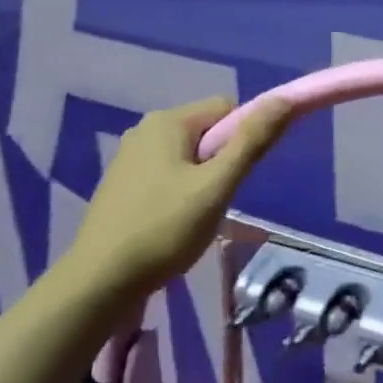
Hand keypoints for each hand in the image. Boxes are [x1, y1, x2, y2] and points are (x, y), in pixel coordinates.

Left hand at [65, 96, 289, 298]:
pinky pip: (167, 174)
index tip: (237, 177)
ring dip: (202, 181)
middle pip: (207, 132)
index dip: (243, 138)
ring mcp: (129, 157)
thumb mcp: (217, 187)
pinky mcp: (121, 184)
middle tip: (217, 201)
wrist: (97, 283)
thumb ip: (252, 141)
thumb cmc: (163, 230)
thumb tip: (286, 99)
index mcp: (168, 121)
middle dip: (222, 163)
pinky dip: (179, 193)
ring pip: (188, 156)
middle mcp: (145, 129)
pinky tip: (173, 225)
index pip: (227, 108)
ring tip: (195, 218)